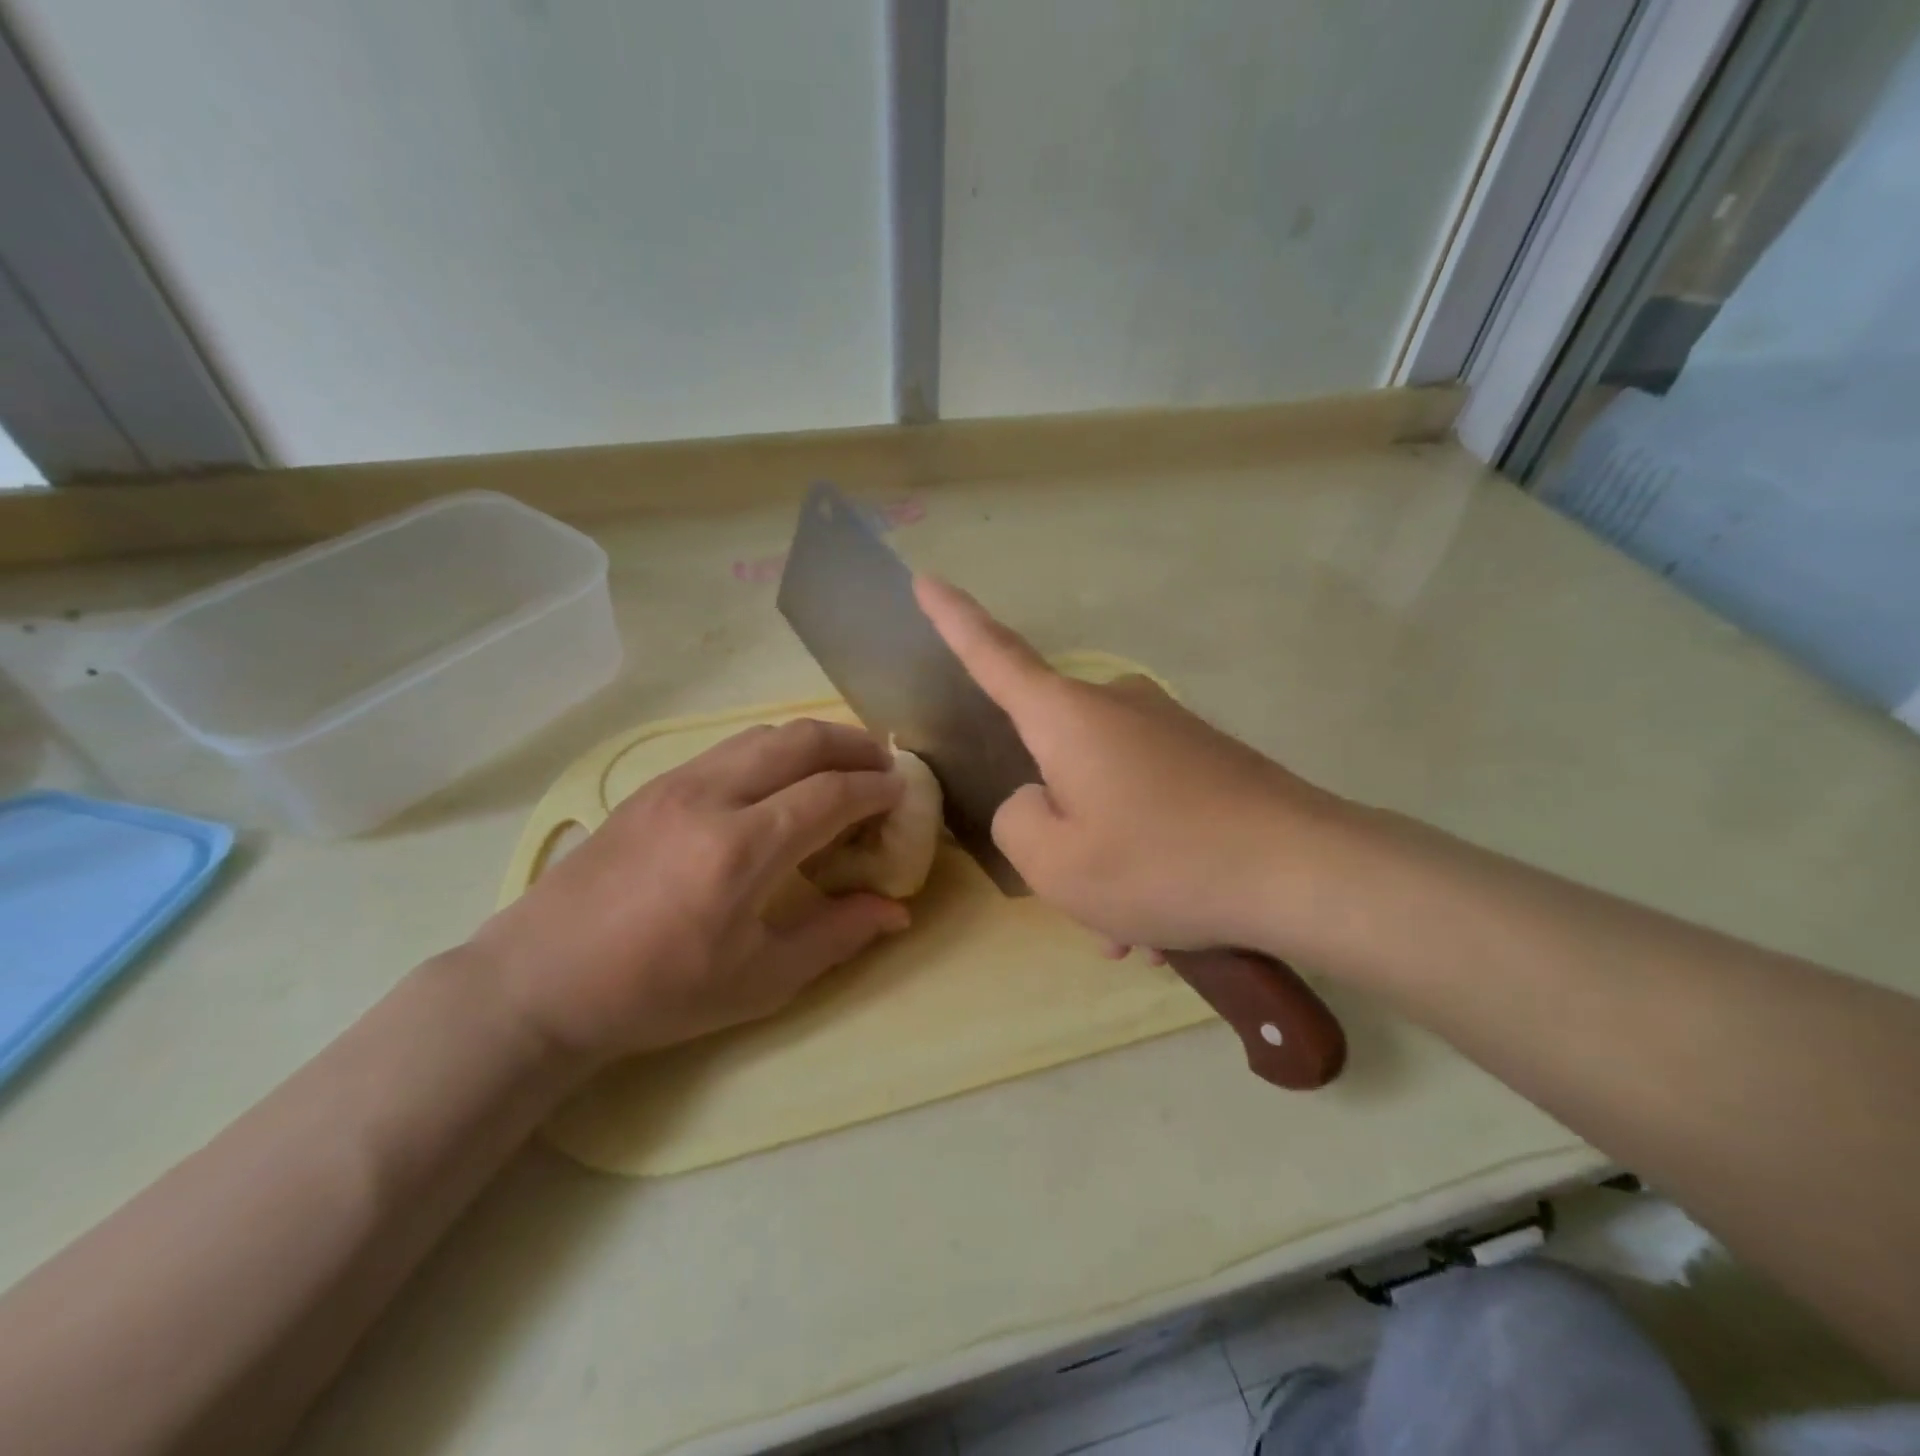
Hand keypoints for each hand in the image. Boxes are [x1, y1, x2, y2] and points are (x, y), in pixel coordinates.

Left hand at [471, 720, 911, 1062]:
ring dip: (813, 741)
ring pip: (763, 734)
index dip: (876, 788)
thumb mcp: (760, 980)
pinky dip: (773, 750)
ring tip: (840, 765)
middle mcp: (712, 797)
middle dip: (853, 744)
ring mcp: (677, 783)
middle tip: (883, 765)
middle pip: (801, 740)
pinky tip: (779, 782)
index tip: (903, 794)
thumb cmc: (658, 992)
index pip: (831, 793)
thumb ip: (837, 936)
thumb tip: (897, 911)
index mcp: (743, 849)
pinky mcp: (653, 785)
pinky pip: (730, 748)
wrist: (542, 980)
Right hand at [917, 577, 1351, 957]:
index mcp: (1067, 717)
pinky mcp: (1206, 758)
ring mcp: (1167, 729)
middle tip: (1079, 897)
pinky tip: (1168, 919)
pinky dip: (1142, 854)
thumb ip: (1016, 824)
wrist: (1305, 870)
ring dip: (1104, 855)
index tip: (926, 579)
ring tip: (1134, 930)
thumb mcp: (1056, 864)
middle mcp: (1115, 706)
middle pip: (1052, 755)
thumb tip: (1039, 801)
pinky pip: (1149, 804)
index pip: (994, 655)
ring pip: (1104, 793)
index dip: (955, 620)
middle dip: (1055, 821)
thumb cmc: (1162, 862)